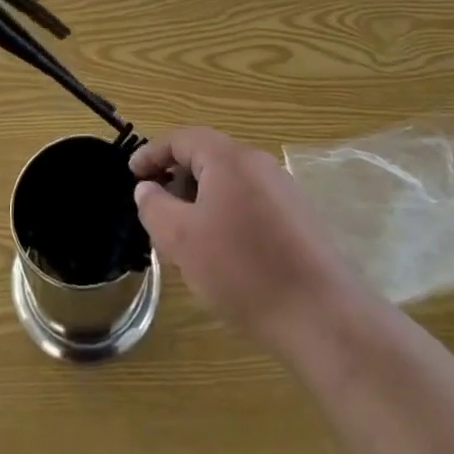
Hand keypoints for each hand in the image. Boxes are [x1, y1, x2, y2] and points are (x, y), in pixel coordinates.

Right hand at [130, 127, 362, 351]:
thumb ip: (156, 208)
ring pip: (230, 182)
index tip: (131, 173)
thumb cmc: (243, 270)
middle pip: (207, 158)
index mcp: (229, 158)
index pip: (182, 139)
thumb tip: (146, 188)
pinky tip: (225, 254)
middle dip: (177, 180)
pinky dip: (227, 215)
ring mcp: (283, 189)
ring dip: (202, 200)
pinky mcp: (299, 217)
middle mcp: (258, 163)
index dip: (153, 153)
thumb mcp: (183, 240)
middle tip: (157, 212)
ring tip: (187, 238)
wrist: (321, 314)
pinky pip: (251, 202)